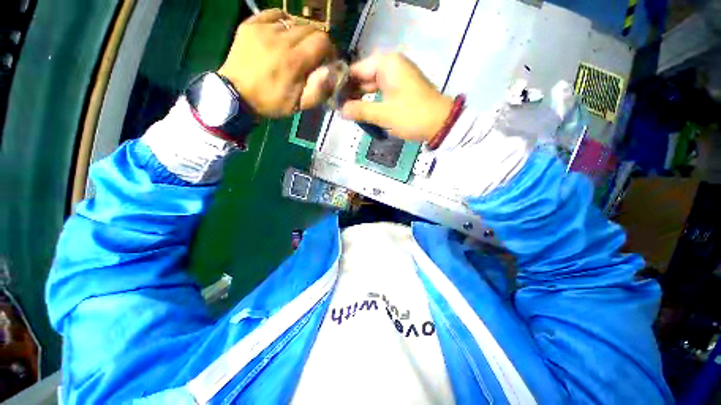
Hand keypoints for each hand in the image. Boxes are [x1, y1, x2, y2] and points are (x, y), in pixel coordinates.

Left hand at [218, 9, 334, 117]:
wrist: (236, 95)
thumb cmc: (271, 102)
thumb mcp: (299, 105)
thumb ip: (319, 91)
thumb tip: (332, 73)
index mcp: (295, 61)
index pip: (322, 40)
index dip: (329, 49)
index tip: (326, 59)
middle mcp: (281, 39)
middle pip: (310, 28)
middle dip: (316, 41)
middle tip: (311, 54)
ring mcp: (264, 28)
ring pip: (293, 21)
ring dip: (300, 33)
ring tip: (295, 47)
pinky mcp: (250, 24)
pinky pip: (274, 14)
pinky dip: (282, 22)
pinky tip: (281, 35)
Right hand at [341, 53, 452, 141]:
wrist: (441, 124)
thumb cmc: (412, 116)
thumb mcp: (384, 114)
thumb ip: (360, 111)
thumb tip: (341, 111)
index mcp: (386, 64)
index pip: (356, 70)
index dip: (342, 84)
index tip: (331, 99)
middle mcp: (391, 66)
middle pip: (363, 77)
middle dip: (351, 93)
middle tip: (338, 109)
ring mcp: (397, 77)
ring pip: (371, 86)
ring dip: (360, 99)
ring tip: (347, 113)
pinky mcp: (400, 89)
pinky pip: (380, 92)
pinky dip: (371, 102)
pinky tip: (362, 112)